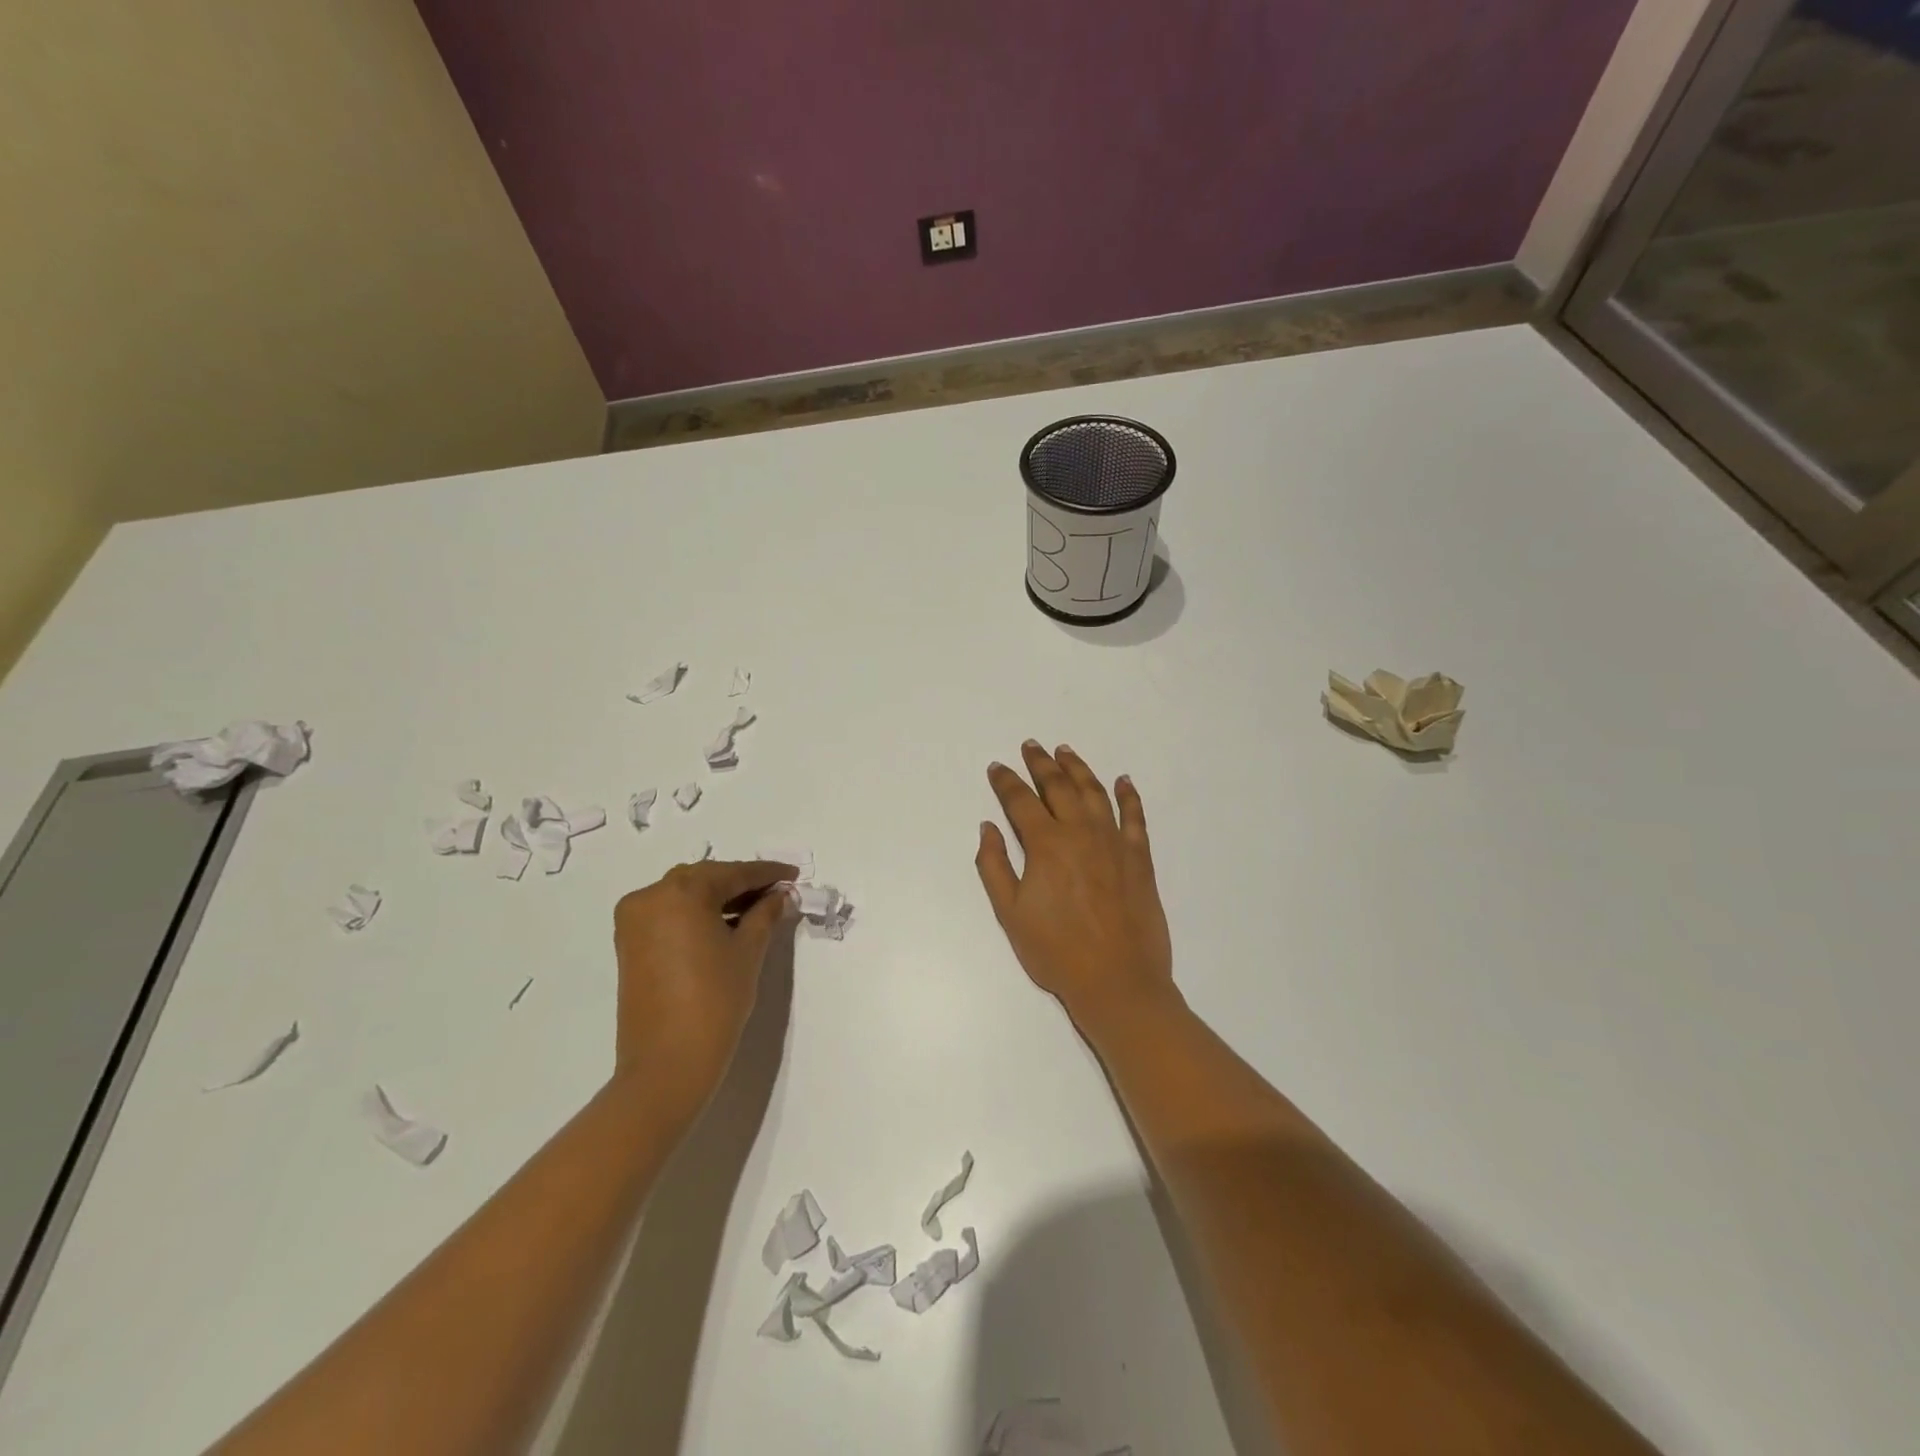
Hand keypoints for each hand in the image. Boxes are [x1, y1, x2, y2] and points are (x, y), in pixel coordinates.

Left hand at [610, 859, 796, 1112]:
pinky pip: (669, 914)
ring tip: (755, 910)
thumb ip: (765, 914)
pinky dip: (697, 914)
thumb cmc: (715, 1000)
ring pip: (685, 895)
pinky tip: (725, 924)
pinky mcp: (629, 943)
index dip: (767, 874)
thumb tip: (780, 895)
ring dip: (719, 898)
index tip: (793, 874)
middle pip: (706, 879)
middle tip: (777, 893)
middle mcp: (651, 896)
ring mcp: (634, 920)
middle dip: (742, 884)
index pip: (733, 873)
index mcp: (681, 891)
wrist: (667, 1063)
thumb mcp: (748, 951)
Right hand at [976, 742, 1175, 1030]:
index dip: (1006, 781)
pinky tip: (1124, 780)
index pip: (1021, 801)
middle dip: (1041, 763)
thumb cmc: (1056, 951)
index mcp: (1046, 844)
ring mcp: (1114, 842)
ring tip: (1065, 752)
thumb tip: (988, 827)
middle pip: (1059, 786)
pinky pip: (1135, 816)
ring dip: (1078, 768)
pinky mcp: (1139, 857)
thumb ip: (994, 866)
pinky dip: (1129, 795)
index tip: (997, 767)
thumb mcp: (1010, 914)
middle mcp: (1081, 832)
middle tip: (1031, 746)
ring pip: (1095, 792)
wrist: (1117, 981)